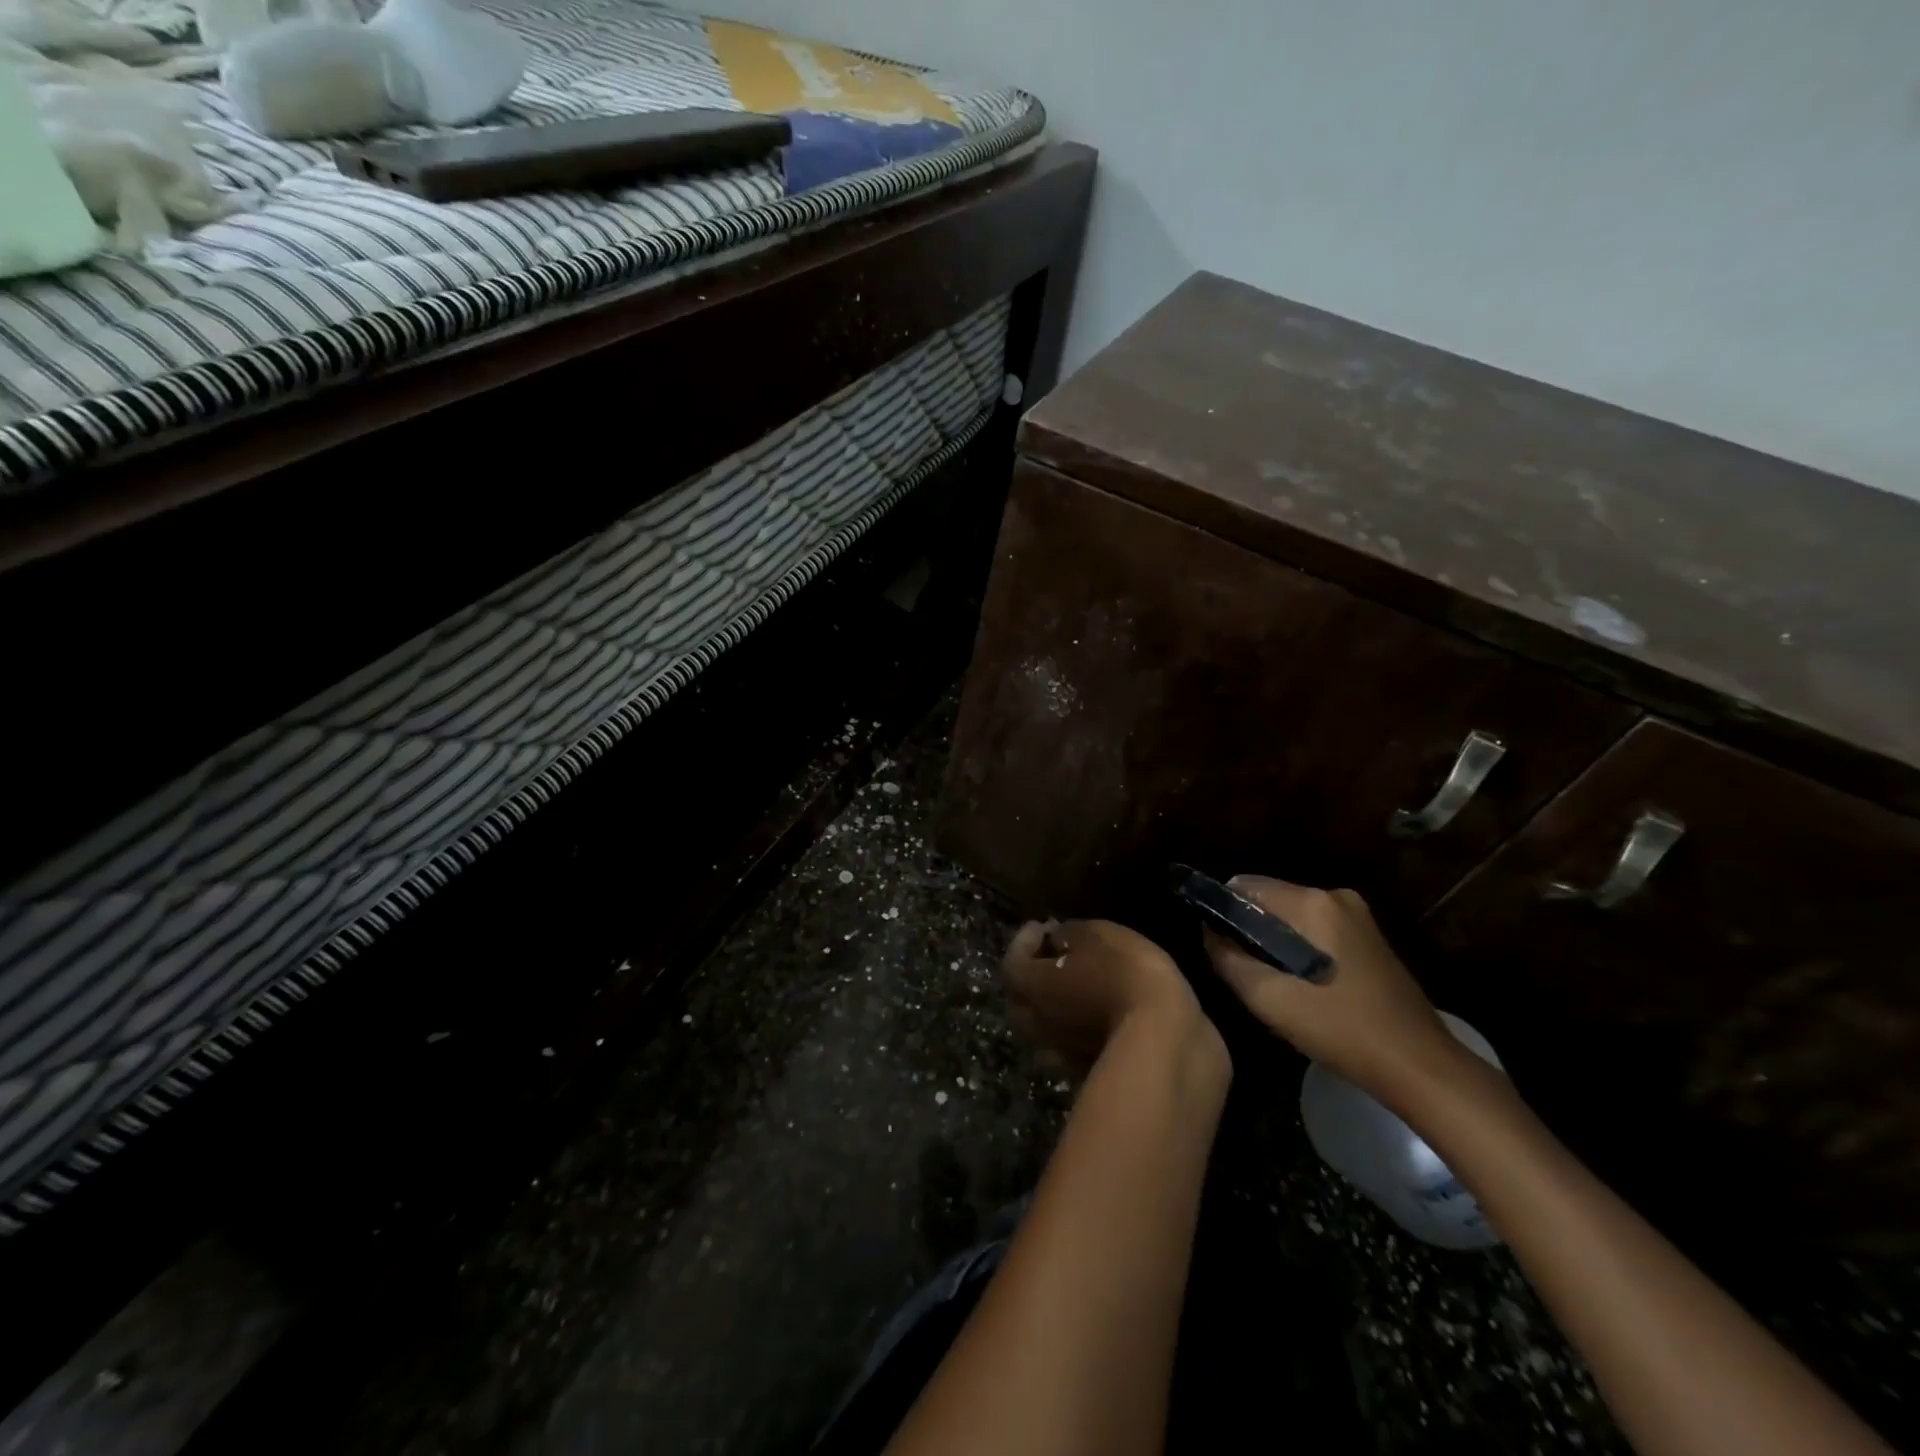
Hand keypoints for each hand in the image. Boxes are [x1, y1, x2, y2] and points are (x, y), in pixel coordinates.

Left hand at [1003, 919, 1222, 1078]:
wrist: (1164, 1042)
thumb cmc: (1123, 976)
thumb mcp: (1097, 935)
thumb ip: (1070, 934)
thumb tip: (1056, 938)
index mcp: (1030, 986)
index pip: (1012, 961)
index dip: (1025, 940)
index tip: (1043, 926)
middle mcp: (1035, 1023)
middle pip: (1021, 998)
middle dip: (1034, 974)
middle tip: (1055, 955)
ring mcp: (1059, 1053)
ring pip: (1045, 1025)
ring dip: (1055, 1004)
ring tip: (1078, 984)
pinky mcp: (1087, 1072)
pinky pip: (1072, 1044)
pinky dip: (1078, 1026)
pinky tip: (1099, 1013)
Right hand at [1203, 876, 1472, 1109]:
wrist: (1422, 1068)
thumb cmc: (1342, 1031)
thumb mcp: (1271, 1001)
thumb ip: (1228, 960)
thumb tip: (1208, 933)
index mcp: (1311, 902)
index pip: (1243, 888)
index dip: (1221, 915)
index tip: (1218, 950)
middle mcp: (1334, 895)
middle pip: (1267, 900)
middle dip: (1248, 931)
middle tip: (1245, 975)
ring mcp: (1356, 915)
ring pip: (1289, 917)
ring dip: (1272, 944)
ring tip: (1273, 986)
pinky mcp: (1367, 937)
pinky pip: (1313, 930)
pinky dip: (1297, 950)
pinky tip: (1301, 988)